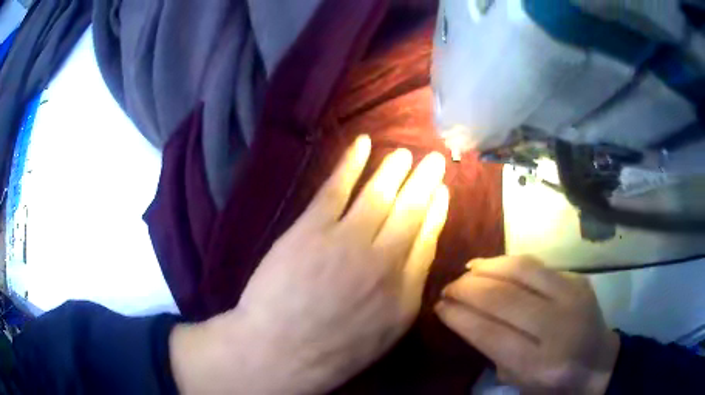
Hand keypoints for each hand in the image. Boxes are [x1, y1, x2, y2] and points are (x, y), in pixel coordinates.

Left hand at [171, 135, 449, 393]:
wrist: (281, 350)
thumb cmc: (334, 349)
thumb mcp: (387, 331)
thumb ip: (408, 291)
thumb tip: (419, 255)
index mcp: (405, 289)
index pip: (427, 238)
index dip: (437, 211)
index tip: (442, 192)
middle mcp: (384, 258)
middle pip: (410, 210)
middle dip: (424, 181)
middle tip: (434, 160)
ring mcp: (348, 239)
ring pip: (379, 193)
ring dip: (394, 169)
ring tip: (404, 153)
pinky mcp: (312, 228)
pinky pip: (337, 187)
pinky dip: (351, 162)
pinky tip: (362, 144)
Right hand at [436, 256, 619, 393]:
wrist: (599, 363)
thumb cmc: (554, 382)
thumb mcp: (518, 381)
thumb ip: (493, 351)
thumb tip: (463, 315)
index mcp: (541, 364)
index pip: (491, 332)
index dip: (459, 316)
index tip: (439, 306)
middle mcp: (559, 326)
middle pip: (504, 297)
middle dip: (467, 288)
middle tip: (447, 288)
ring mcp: (573, 296)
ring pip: (521, 269)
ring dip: (486, 267)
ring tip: (466, 271)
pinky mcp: (578, 279)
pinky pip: (536, 265)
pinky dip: (508, 263)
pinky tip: (493, 267)